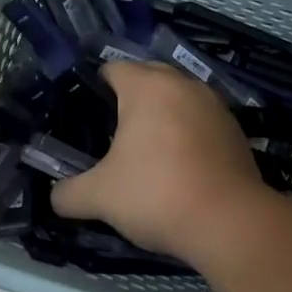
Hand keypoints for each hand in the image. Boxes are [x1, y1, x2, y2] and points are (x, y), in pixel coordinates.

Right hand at [51, 62, 269, 257]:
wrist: (230, 222)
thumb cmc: (156, 194)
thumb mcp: (100, 197)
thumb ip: (69, 193)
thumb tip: (55, 197)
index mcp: (147, 86)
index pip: (112, 69)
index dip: (95, 87)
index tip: (85, 114)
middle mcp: (183, 84)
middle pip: (148, 76)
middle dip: (129, 97)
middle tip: (111, 130)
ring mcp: (214, 105)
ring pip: (178, 97)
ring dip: (162, 114)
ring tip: (146, 147)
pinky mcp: (236, 130)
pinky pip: (201, 120)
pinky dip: (187, 132)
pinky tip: (179, 163)